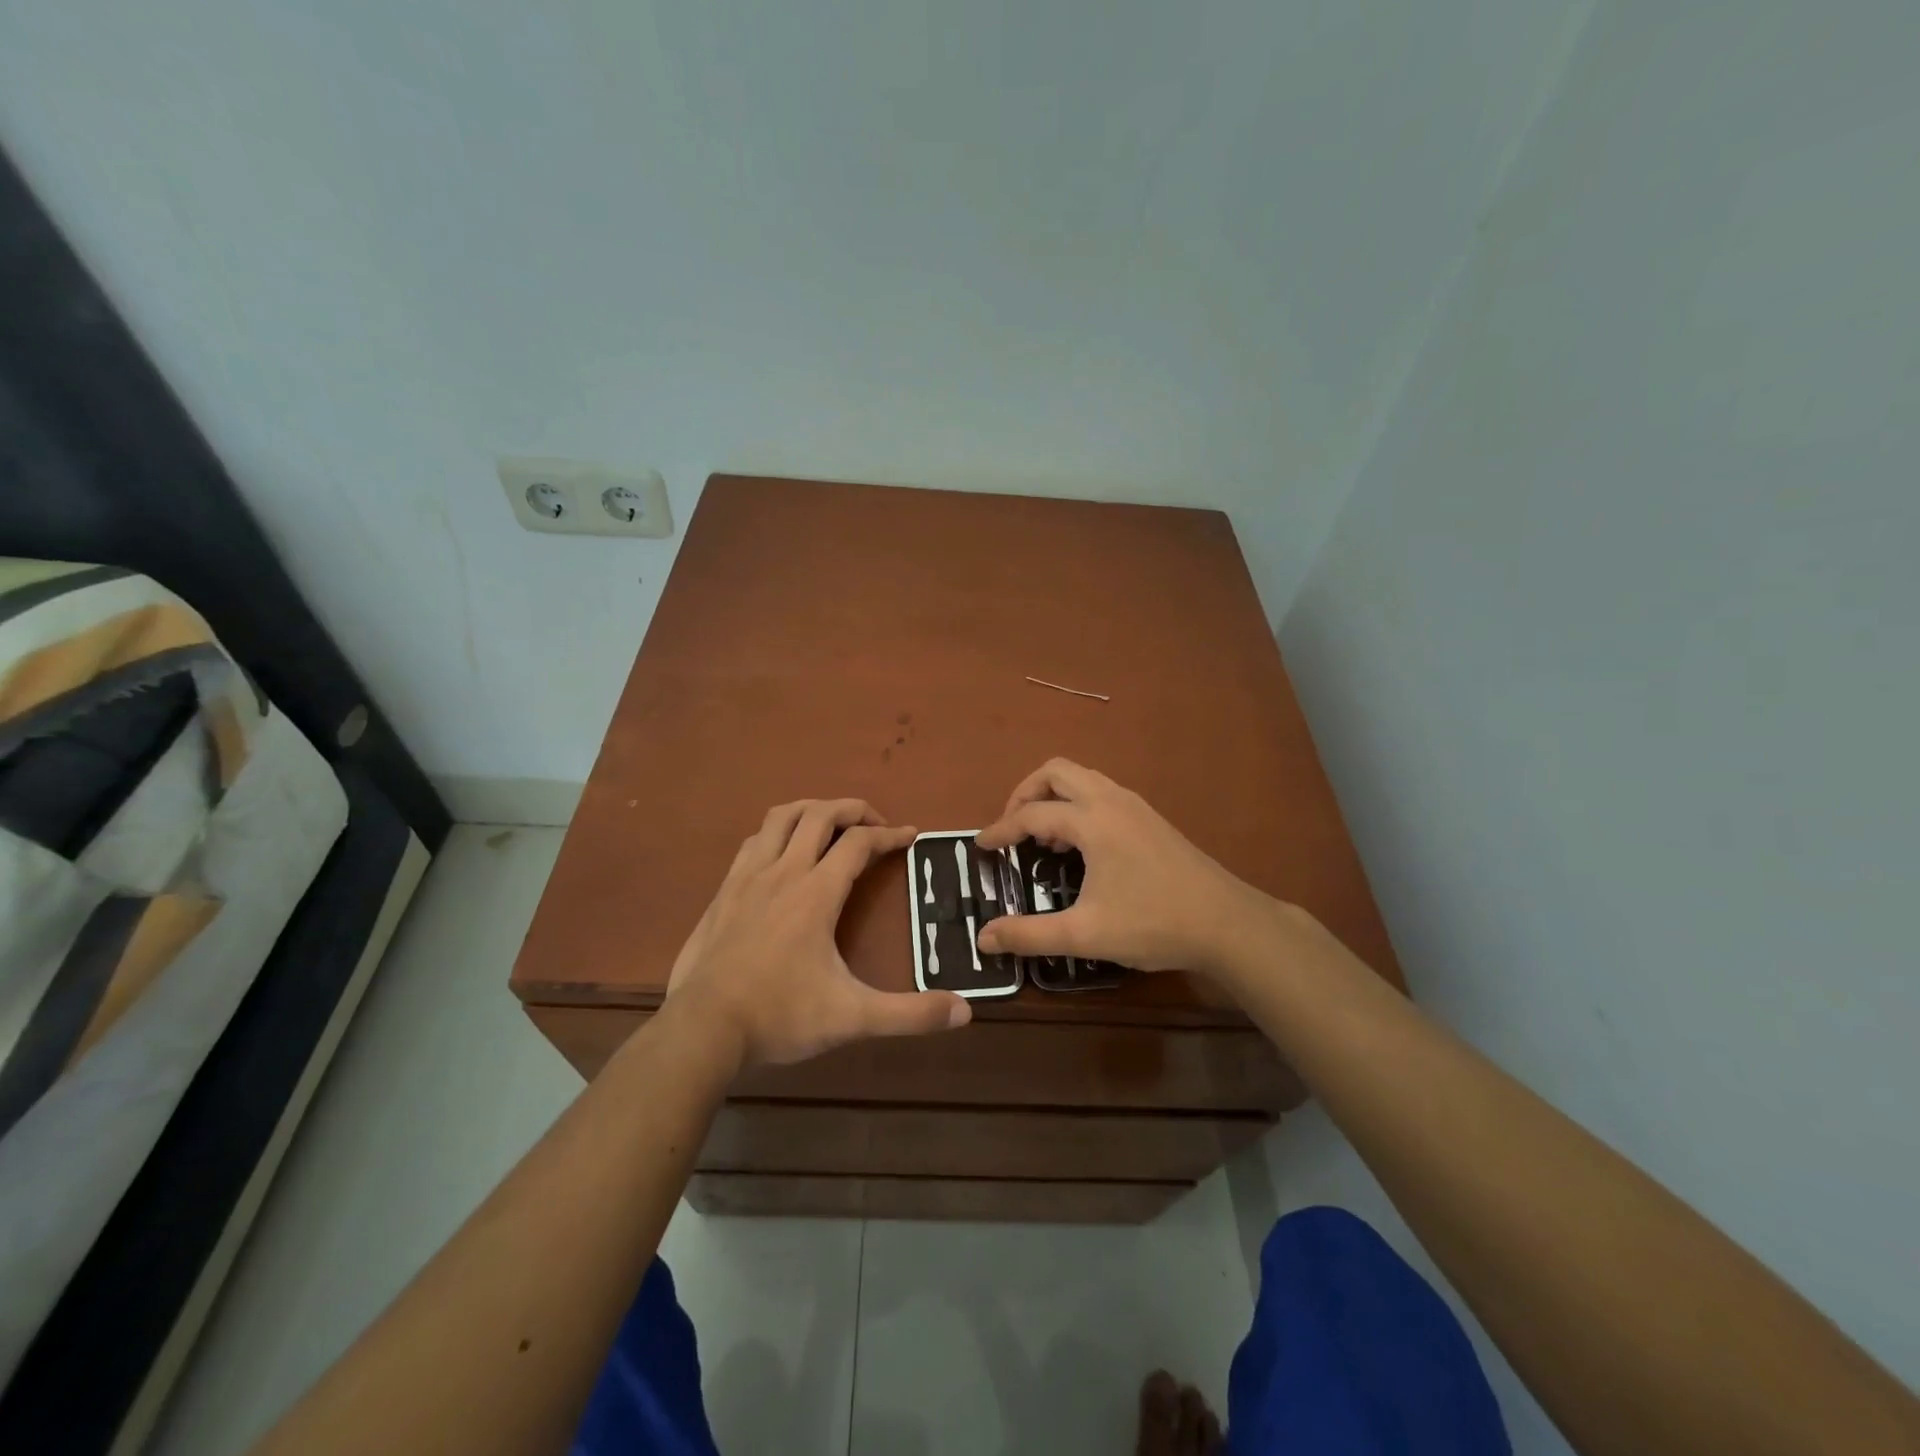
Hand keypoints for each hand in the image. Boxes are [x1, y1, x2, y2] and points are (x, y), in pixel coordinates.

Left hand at [667, 799, 970, 1068]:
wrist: (702, 1029)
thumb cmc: (780, 1016)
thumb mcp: (852, 1017)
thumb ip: (909, 1014)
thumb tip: (964, 1012)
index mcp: (816, 893)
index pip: (859, 843)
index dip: (890, 834)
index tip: (911, 836)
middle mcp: (783, 872)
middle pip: (820, 814)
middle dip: (853, 809)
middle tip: (876, 824)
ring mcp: (747, 877)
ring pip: (781, 817)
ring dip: (812, 810)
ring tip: (831, 824)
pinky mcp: (724, 891)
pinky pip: (754, 841)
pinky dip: (776, 833)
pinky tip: (782, 854)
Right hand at [974, 760, 1272, 976]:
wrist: (1227, 923)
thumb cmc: (1154, 923)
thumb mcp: (1085, 934)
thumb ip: (1029, 934)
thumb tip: (984, 938)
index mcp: (1093, 821)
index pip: (1032, 814)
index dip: (1001, 830)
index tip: (980, 846)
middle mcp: (1111, 800)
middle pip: (1056, 772)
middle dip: (1025, 793)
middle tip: (1012, 828)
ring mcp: (1135, 805)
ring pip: (1082, 778)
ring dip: (1053, 797)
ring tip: (1044, 838)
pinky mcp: (1150, 817)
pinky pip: (1101, 791)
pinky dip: (1077, 804)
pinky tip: (1081, 846)